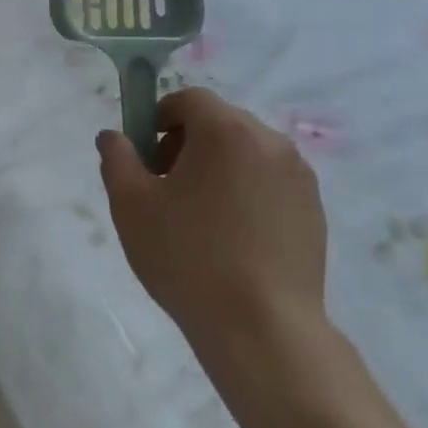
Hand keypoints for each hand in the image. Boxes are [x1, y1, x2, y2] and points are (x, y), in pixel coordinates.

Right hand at [97, 88, 329, 358]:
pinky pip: (270, 182)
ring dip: (218, 168)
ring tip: (199, 218)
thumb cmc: (188, 257)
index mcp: (227, 131)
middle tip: (165, 189)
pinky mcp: (314, 211)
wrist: (262, 329)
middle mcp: (271, 142)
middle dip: (186, 144)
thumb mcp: (131, 205)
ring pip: (246, 152)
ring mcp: (299, 177)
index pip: (189, 99)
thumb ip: (117, 158)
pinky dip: (246, 192)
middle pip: (220, 122)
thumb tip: (113, 136)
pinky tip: (232, 238)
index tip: (145, 158)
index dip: (159, 118)